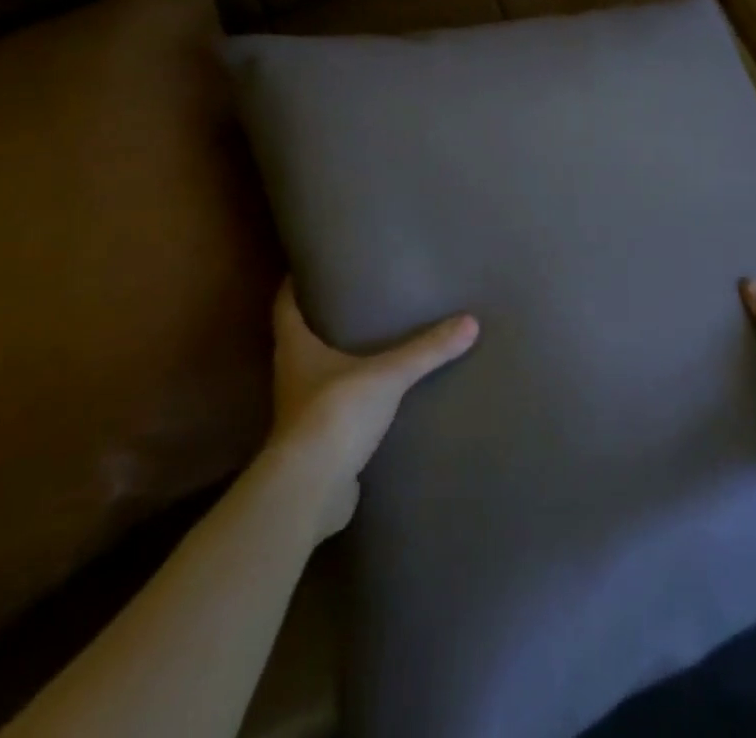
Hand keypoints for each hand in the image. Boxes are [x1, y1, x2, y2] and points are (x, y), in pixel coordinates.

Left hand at [266, 279, 478, 536]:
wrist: (310, 491)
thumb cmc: (336, 413)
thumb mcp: (387, 375)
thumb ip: (426, 350)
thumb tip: (470, 321)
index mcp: (295, 348)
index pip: (285, 306)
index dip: (292, 284)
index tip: (308, 265)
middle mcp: (291, 376)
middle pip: (301, 338)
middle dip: (323, 320)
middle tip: (357, 298)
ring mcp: (301, 413)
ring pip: (318, 375)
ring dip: (338, 361)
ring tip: (373, 342)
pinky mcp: (318, 444)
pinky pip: (335, 410)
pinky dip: (352, 399)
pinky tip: (378, 395)